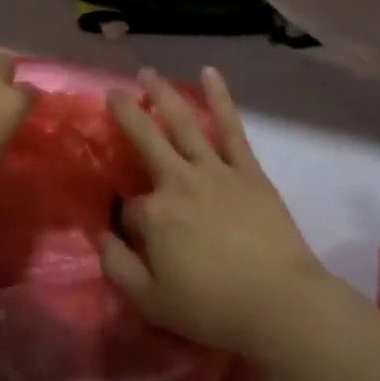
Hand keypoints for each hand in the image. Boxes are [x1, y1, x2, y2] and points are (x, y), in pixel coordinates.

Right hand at [102, 67, 326, 359]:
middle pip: (145, 138)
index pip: (130, 208)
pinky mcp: (246, 168)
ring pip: (182, 122)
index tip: (135, 236)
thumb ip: (118, 268)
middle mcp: (178, 180)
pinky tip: (209, 72)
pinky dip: (220, 98)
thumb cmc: (214, 308)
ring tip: (148, 73)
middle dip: (126, 113)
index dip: (129, 221)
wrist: (279, 303)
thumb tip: (100, 236)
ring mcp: (213, 169)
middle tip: (113, 91)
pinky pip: (229, 126)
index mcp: (155, 214)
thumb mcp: (152, 303)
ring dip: (163, 94)